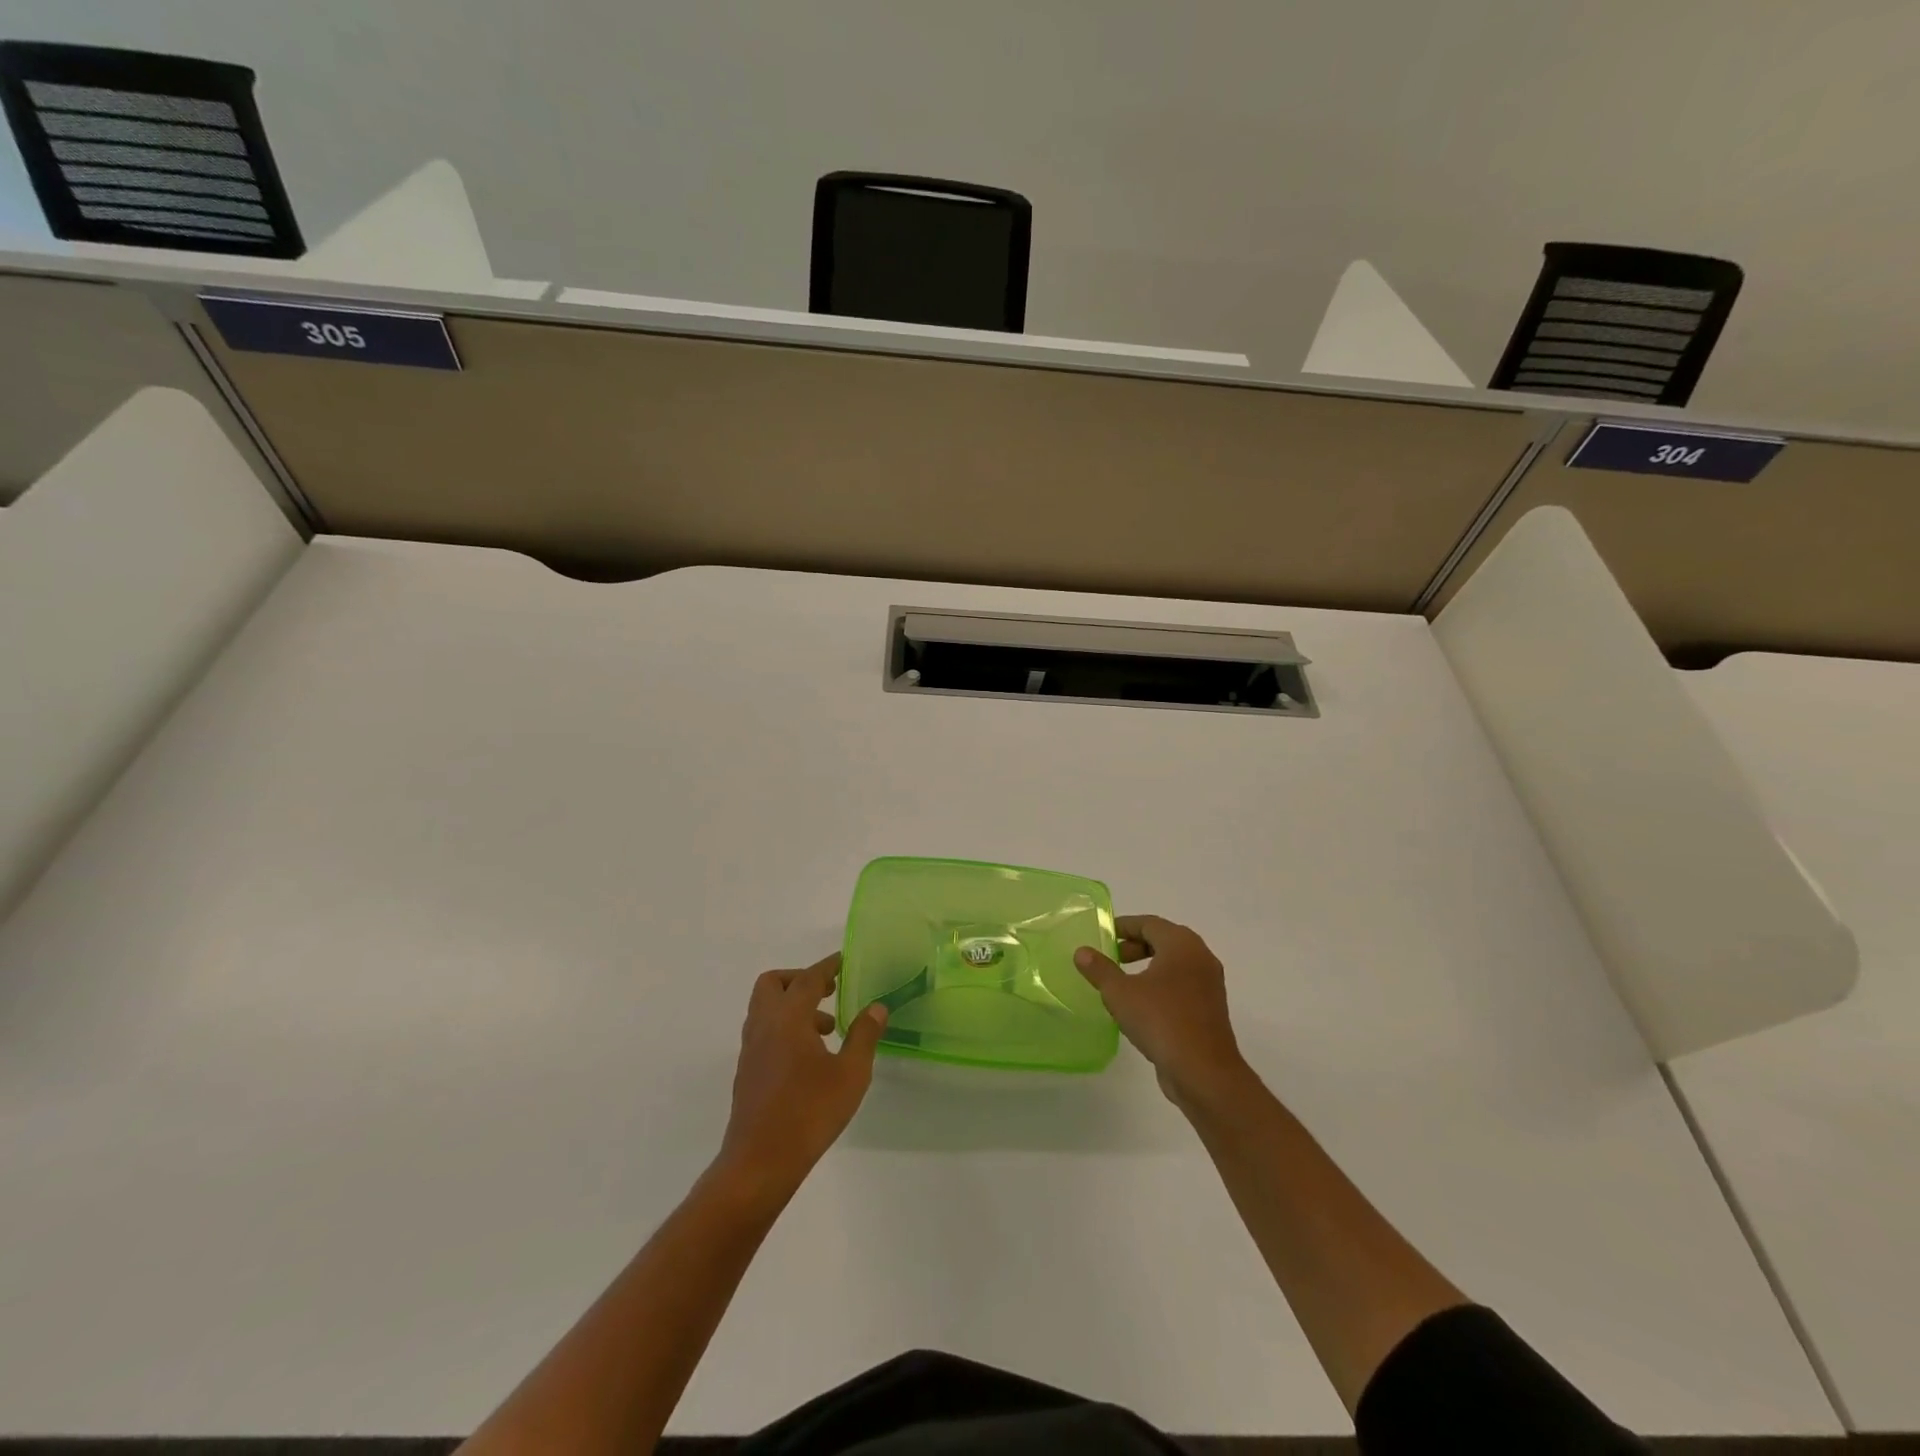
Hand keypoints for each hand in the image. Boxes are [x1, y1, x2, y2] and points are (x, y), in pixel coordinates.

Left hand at [715, 953, 887, 1200]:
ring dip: (793, 1005)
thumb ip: (864, 1035)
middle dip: (800, 979)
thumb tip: (877, 1007)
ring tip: (828, 1028)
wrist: (760, 1162)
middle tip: (829, 991)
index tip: (843, 960)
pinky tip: (809, 1055)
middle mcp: (764, 1025)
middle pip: (774, 983)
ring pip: (766, 1008)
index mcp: (788, 1018)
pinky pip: (764, 1031)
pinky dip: (784, 1027)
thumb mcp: (850, 1074)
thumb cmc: (809, 1113)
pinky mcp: (747, 1071)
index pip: (808, 978)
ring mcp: (751, 1049)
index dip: (827, 966)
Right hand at [1074, 916, 1249, 1110]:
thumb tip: (1082, 951)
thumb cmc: (1161, 1020)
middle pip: (1164, 940)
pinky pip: (1182, 985)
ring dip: (1148, 967)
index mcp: (1182, 945)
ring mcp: (1209, 984)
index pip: (1149, 923)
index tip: (1103, 935)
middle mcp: (1200, 957)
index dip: (1124, 926)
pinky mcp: (1210, 1009)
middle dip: (1135, 946)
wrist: (1203, 1072)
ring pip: (1174, 964)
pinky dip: (1161, 985)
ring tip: (1122, 982)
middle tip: (1111, 958)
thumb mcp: (1120, 993)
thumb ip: (1100, 969)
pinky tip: (1142, 1005)